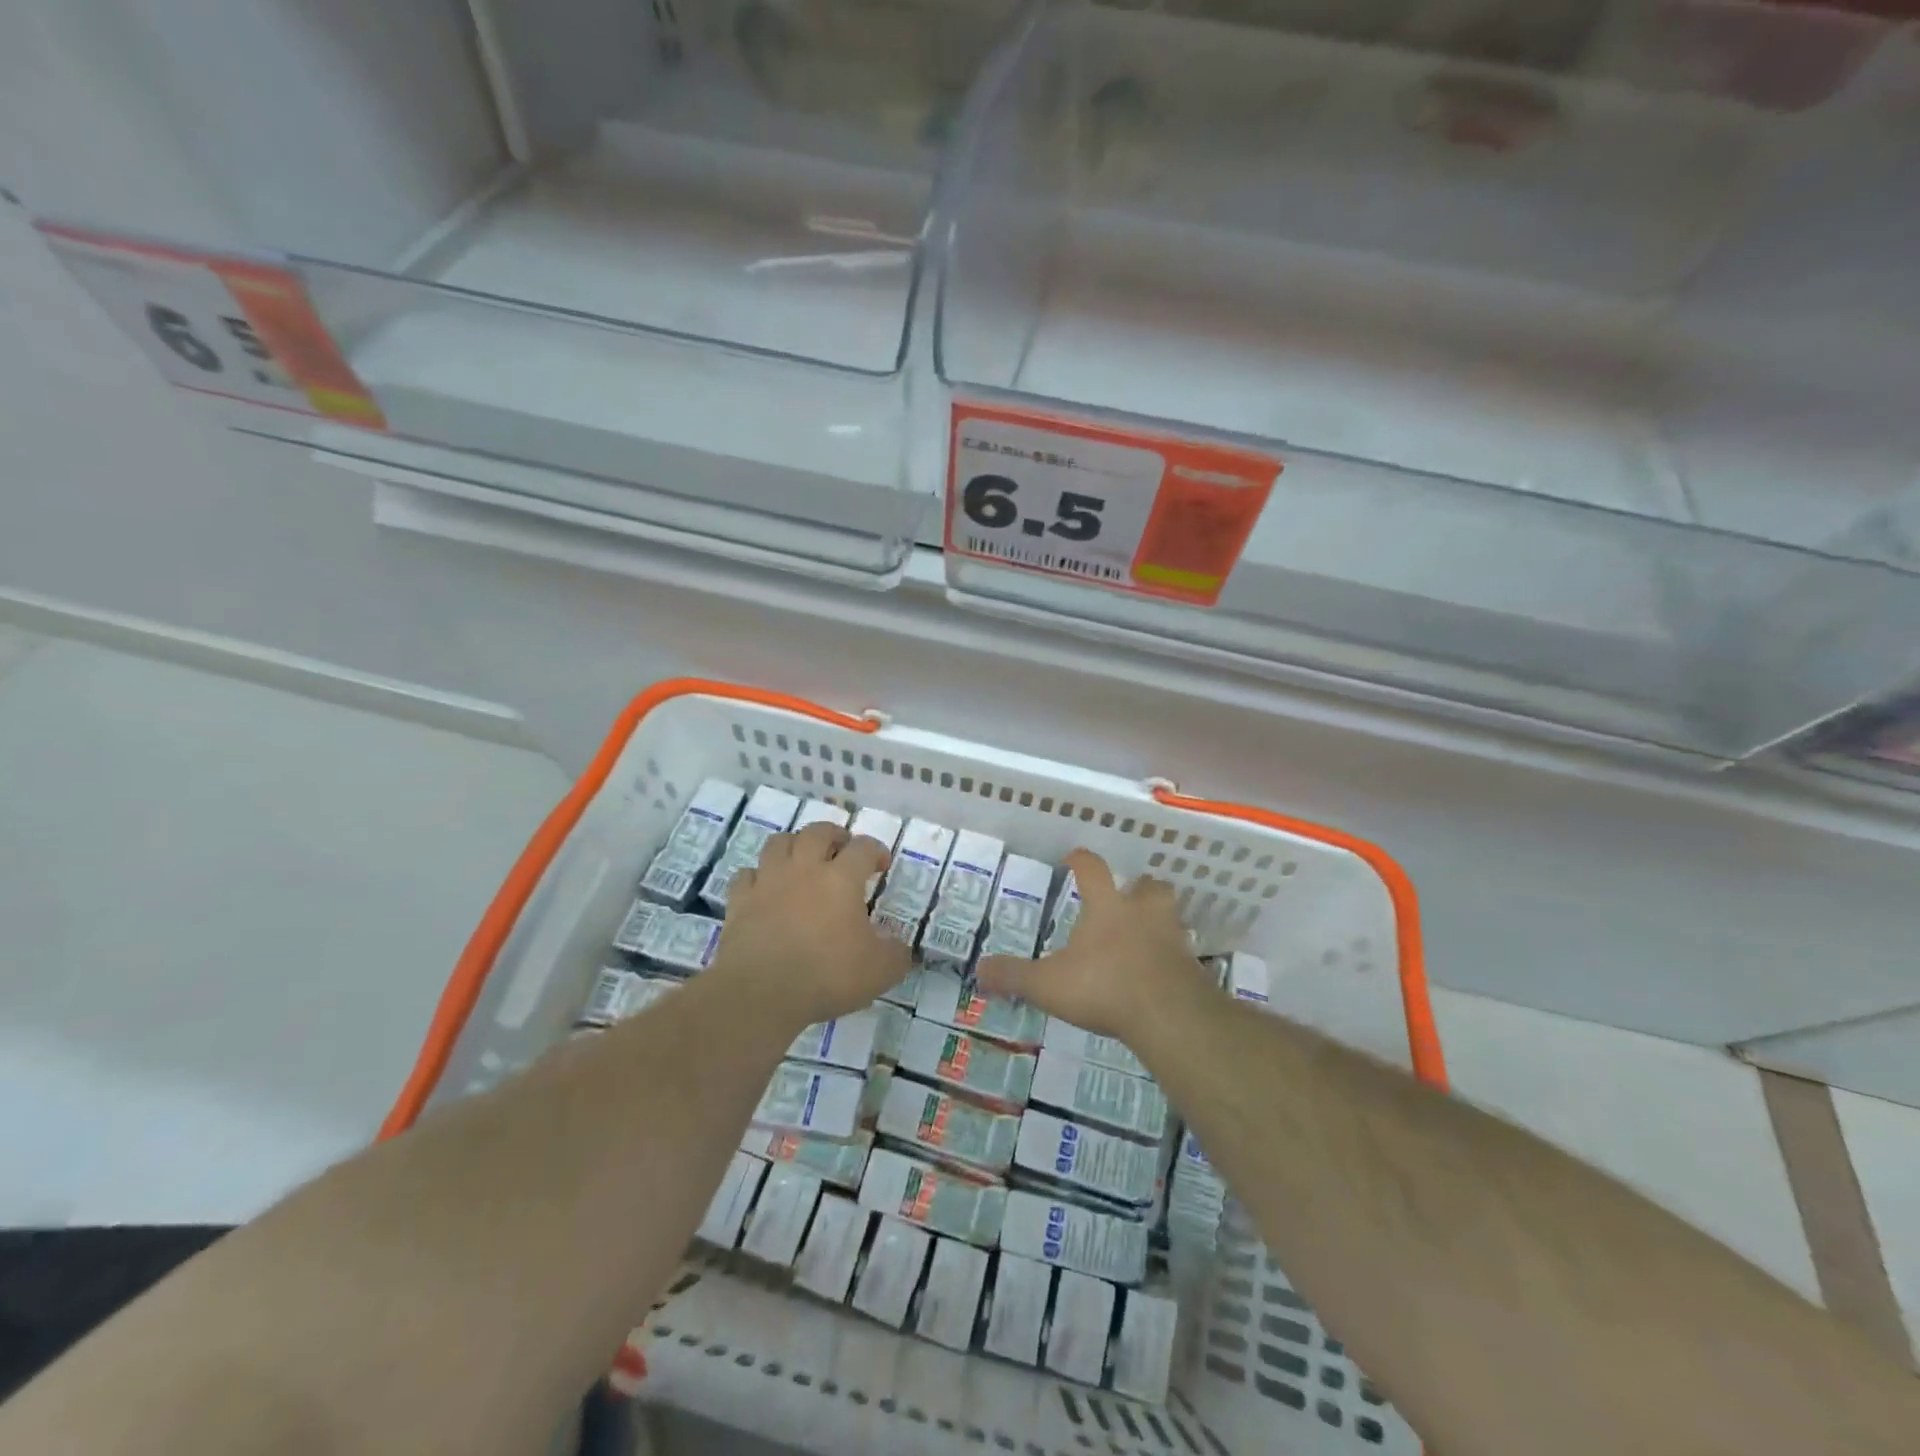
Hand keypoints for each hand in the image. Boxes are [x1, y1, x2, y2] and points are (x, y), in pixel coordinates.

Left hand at [708, 821, 910, 1028]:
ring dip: (794, 845)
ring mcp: (768, 882)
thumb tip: (900, 946)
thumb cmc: (827, 975)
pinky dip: (759, 876)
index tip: (881, 865)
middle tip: (842, 850)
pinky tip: (766, 889)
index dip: (875, 851)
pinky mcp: (740, 901)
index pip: (863, 848)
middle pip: (818, 832)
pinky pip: (747, 875)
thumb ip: (896, 954)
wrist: (761, 993)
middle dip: (834, 835)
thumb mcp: (880, 971)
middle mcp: (804, 869)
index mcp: (841, 879)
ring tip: (803, 860)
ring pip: (779, 843)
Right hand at [976, 848, 1206, 1043]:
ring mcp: (1172, 938)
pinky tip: (1160, 973)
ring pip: (1170, 915)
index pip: (1092, 869)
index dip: (1081, 860)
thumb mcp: (1048, 984)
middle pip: (1147, 886)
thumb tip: (978, 969)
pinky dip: (1171, 958)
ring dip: (1159, 919)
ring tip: (1146, 933)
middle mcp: (1142, 913)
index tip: (1072, 858)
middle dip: (1138, 887)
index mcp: (1107, 906)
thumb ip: (1014, 975)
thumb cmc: (1104, 986)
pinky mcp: (1192, 968)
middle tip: (1127, 896)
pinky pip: (1182, 954)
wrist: (1169, 1015)